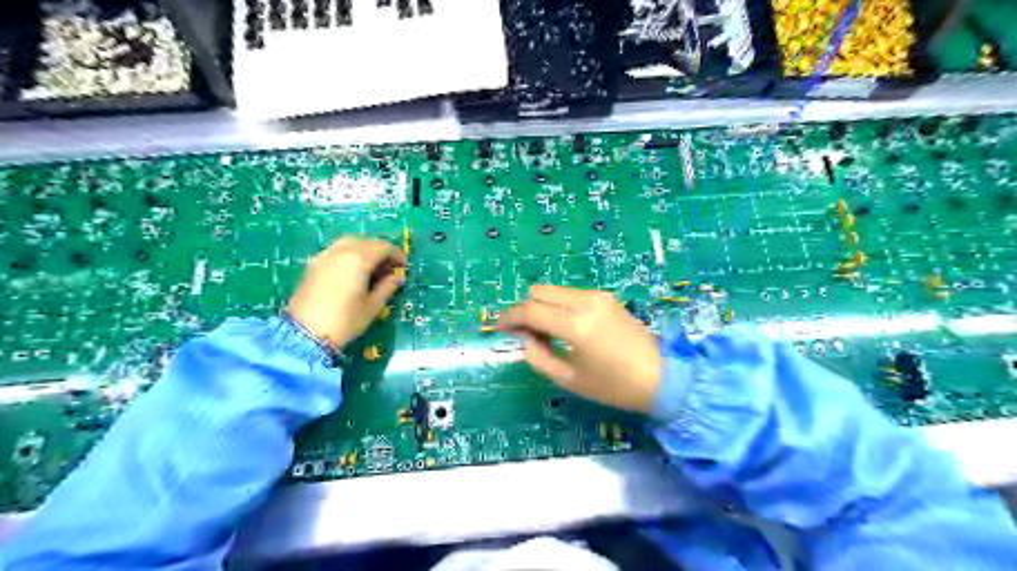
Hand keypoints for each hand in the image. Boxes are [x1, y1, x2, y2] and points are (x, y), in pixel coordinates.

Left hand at [285, 235, 406, 348]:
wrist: (304, 334)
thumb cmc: (344, 321)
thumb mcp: (372, 307)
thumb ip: (387, 288)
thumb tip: (397, 277)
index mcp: (358, 259)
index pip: (383, 247)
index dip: (396, 254)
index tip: (404, 266)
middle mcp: (340, 252)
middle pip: (365, 242)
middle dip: (380, 250)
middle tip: (389, 267)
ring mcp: (324, 256)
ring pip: (348, 243)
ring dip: (364, 249)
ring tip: (371, 267)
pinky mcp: (313, 265)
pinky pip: (336, 250)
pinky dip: (349, 254)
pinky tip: (353, 271)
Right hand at [500, 288, 658, 412]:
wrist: (661, 377)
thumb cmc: (614, 386)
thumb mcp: (570, 379)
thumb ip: (538, 357)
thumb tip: (525, 338)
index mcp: (575, 325)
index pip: (530, 310)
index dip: (509, 318)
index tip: (499, 328)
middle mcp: (585, 301)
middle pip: (538, 291)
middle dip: (525, 309)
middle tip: (525, 333)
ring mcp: (598, 296)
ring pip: (554, 289)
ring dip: (542, 305)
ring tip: (545, 332)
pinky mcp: (606, 297)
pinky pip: (571, 293)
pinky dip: (559, 305)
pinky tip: (564, 326)